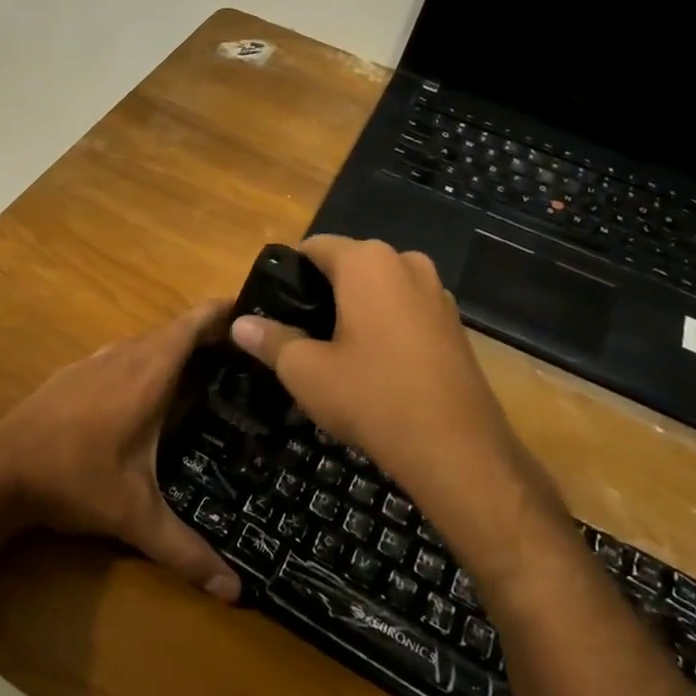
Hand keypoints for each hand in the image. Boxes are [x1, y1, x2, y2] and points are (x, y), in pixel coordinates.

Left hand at [0, 302, 241, 601]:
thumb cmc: (75, 482)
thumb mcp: (135, 517)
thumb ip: (186, 551)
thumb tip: (236, 594)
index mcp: (147, 375)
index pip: (192, 325)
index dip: (222, 312)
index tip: (252, 310)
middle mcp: (122, 357)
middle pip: (173, 330)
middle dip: (207, 334)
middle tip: (244, 354)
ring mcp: (92, 362)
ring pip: (144, 343)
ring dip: (173, 348)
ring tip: (204, 371)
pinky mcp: (72, 373)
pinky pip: (120, 355)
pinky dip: (144, 361)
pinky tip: (147, 393)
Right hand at [230, 235, 565, 583]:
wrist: (456, 448)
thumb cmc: (371, 396)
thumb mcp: (305, 371)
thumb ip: (270, 340)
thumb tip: (239, 324)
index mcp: (367, 262)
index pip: (315, 247)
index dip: (289, 274)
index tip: (274, 307)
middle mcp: (406, 263)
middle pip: (349, 265)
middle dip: (322, 292)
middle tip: (299, 333)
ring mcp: (437, 293)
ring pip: (380, 288)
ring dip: (355, 309)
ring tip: (334, 351)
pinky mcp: (454, 324)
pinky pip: (406, 310)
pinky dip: (385, 325)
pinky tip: (374, 365)